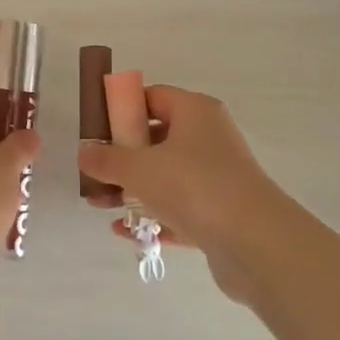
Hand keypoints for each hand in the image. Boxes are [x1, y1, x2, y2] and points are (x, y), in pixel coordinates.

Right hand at [78, 87, 290, 296]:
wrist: (255, 242)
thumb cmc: (193, 186)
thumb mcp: (138, 168)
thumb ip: (107, 159)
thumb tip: (84, 152)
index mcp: (195, 112)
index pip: (153, 97)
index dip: (122, 109)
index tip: (97, 129)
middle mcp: (210, 137)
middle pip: (157, 138)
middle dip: (122, 156)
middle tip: (95, 173)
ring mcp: (218, 176)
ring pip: (167, 176)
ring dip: (133, 190)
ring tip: (101, 206)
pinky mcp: (221, 212)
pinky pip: (179, 209)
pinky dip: (154, 217)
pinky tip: (126, 233)